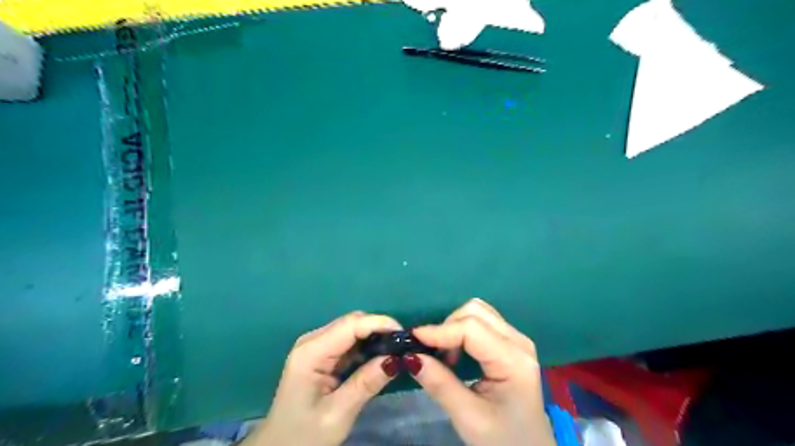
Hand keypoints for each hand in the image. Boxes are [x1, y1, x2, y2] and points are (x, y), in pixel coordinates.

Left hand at [244, 309, 404, 444]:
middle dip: (379, 329)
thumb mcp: (338, 414)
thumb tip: (397, 359)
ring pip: (352, 329)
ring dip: (374, 336)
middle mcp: (312, 341)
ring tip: (396, 351)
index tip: (404, 334)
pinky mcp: (321, 355)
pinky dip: (366, 346)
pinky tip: (379, 356)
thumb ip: (366, 383)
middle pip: (351, 322)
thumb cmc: (304, 436)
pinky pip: (348, 341)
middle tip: (403, 346)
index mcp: (311, 353)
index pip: (350, 325)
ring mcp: (316, 346)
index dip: (379, 323)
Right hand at [406, 297, 554, 445]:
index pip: (471, 329)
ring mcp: (516, 340)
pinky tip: (456, 352)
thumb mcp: (469, 418)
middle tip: (431, 353)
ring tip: (445, 355)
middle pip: (475, 312)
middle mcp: (518, 341)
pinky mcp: (510, 343)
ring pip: (478, 312)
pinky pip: (482, 322)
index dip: (439, 330)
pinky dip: (462, 329)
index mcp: (513, 360)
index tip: (412, 339)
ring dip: (454, 326)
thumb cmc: (503, 440)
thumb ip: (440, 384)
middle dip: (447, 326)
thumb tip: (410, 357)